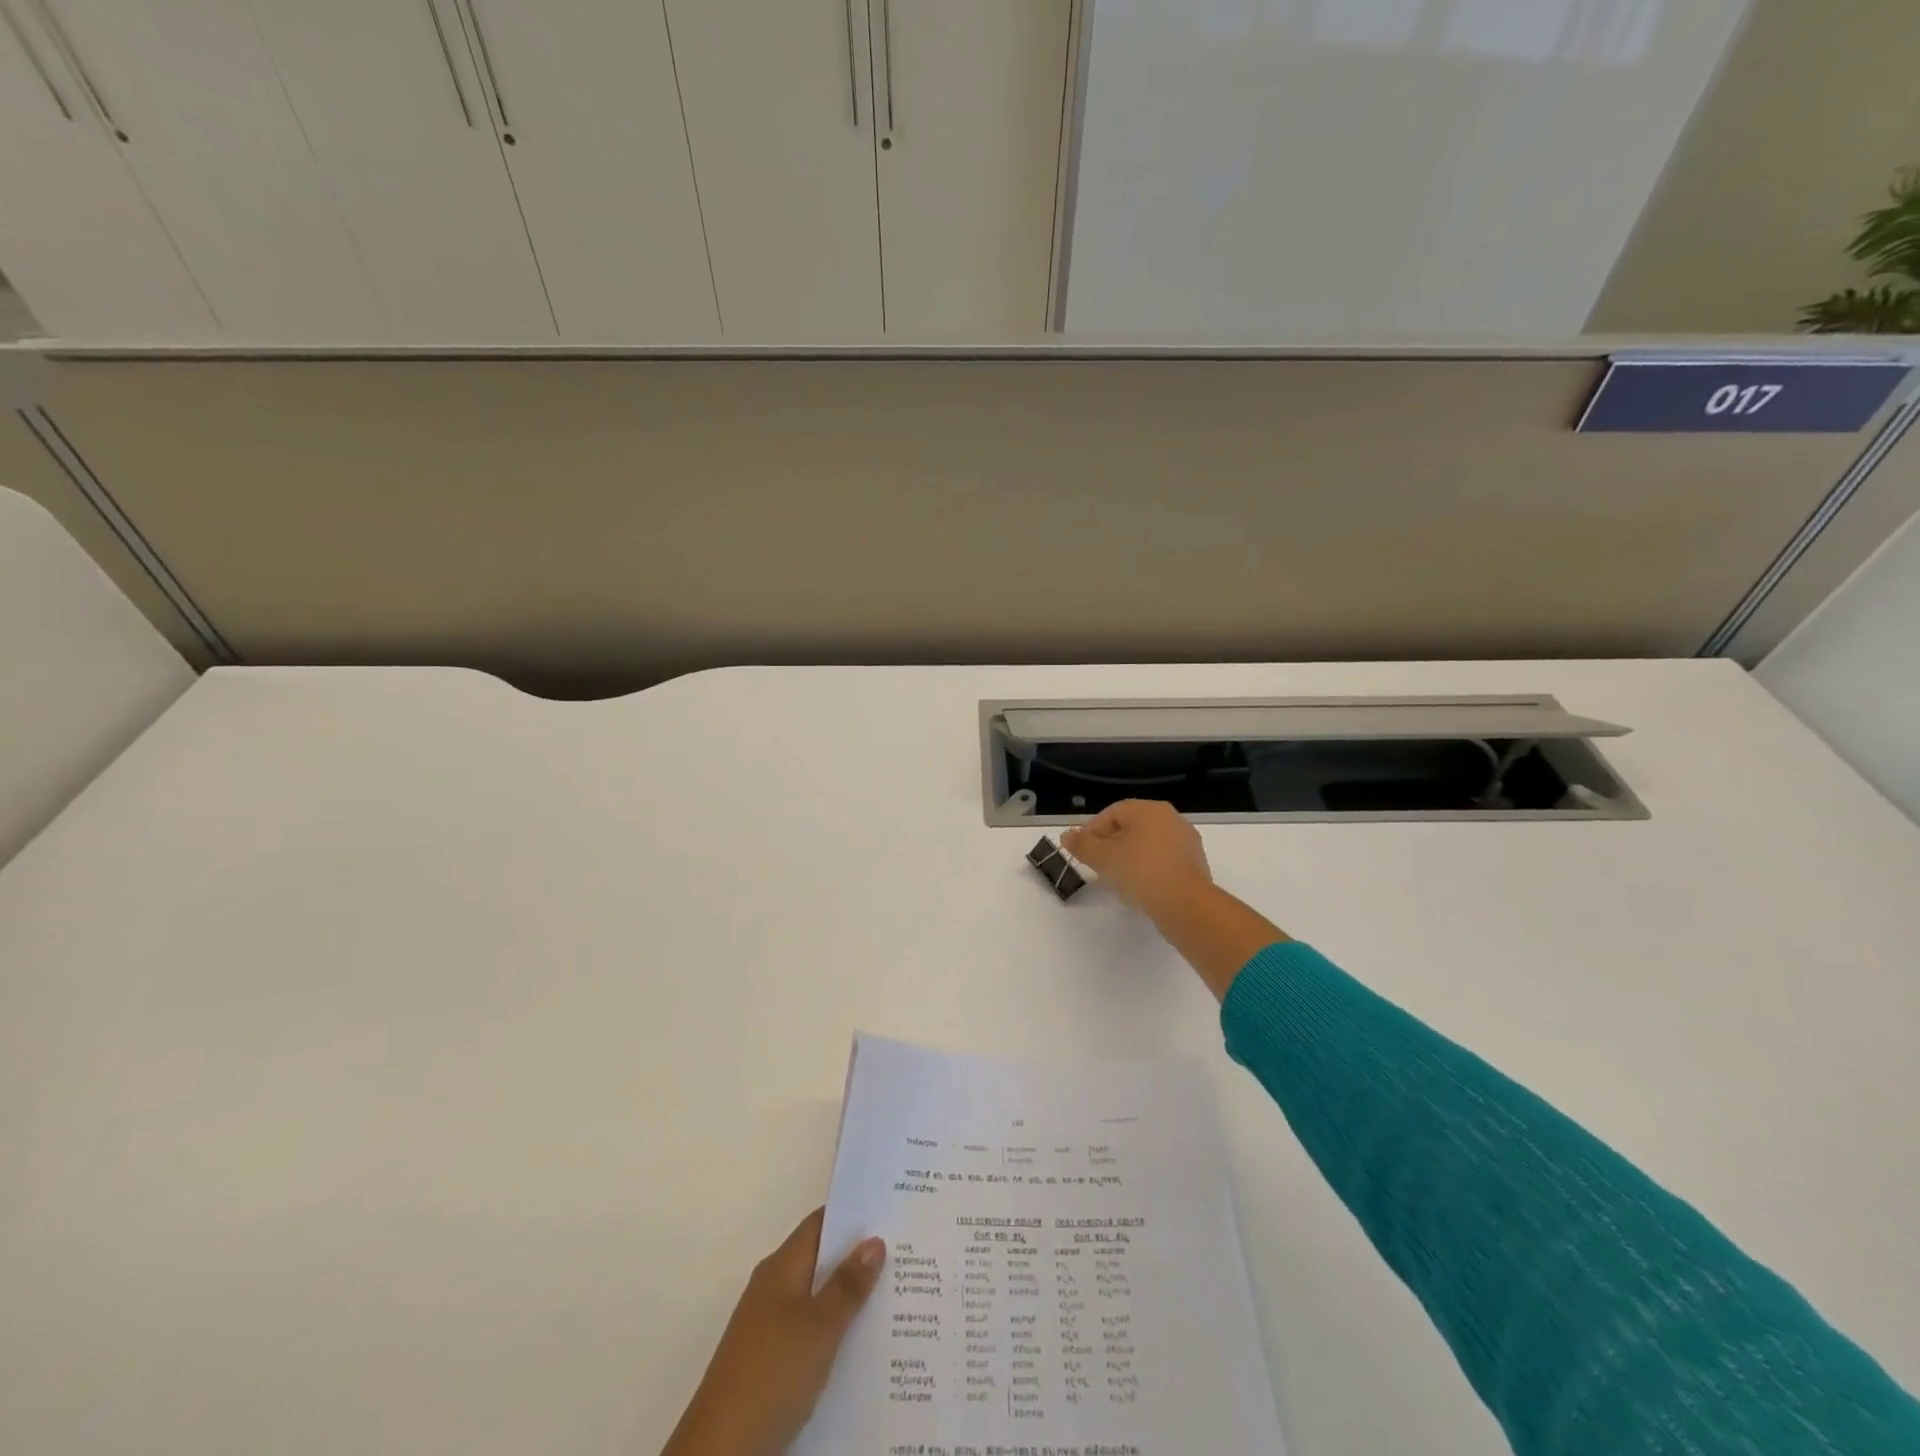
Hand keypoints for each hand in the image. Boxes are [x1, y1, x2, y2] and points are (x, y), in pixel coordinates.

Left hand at [661, 1210, 884, 1455]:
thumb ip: (848, 1285)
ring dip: (849, 1296)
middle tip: (905, 1253)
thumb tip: (874, 1239)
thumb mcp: (819, 1327)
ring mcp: (769, 1326)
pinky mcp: (770, 1361)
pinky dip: (835, 1329)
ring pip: (817, 1297)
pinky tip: (862, 1344)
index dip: (854, 1215)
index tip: (890, 1210)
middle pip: (821, 1260)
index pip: (821, 1224)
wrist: (721, 1450)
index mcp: (781, 1268)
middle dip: (858, 1257)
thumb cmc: (772, 1372)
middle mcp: (773, 1288)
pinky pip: (810, 1330)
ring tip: (895, 1295)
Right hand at [1062, 799, 1213, 919]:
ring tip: (1118, 879)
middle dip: (1111, 844)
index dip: (1092, 831)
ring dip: (1130, 857)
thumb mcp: (1102, 858)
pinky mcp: (1196, 864)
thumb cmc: (1140, 872)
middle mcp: (1171, 818)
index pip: (1112, 813)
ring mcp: (1186, 841)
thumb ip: (1082, 845)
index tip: (1083, 853)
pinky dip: (1149, 869)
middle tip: (1097, 866)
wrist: (1186, 905)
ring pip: (1148, 844)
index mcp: (1149, 809)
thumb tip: (1066, 835)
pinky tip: (1141, 887)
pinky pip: (1164, 860)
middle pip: (1131, 827)